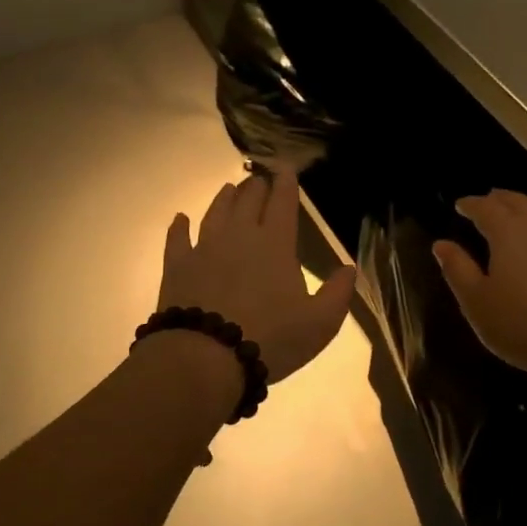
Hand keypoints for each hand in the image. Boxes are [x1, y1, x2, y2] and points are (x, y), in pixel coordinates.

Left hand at [159, 168, 356, 385]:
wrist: (205, 357)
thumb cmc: (270, 339)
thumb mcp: (319, 323)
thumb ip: (338, 293)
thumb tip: (349, 268)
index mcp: (275, 244)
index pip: (282, 204)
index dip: (286, 184)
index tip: (285, 168)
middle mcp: (239, 236)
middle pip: (248, 201)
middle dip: (256, 186)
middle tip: (259, 178)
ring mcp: (204, 248)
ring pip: (215, 213)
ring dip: (224, 198)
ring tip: (229, 188)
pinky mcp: (177, 266)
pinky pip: (178, 239)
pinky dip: (179, 227)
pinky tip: (180, 219)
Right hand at [433, 191, 526, 385]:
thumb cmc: (519, 324)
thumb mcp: (476, 300)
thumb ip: (457, 269)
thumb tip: (441, 244)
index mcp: (508, 233)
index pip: (486, 208)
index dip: (471, 204)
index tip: (459, 205)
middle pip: (518, 202)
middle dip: (500, 198)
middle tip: (486, 200)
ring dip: (522, 209)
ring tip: (510, 216)